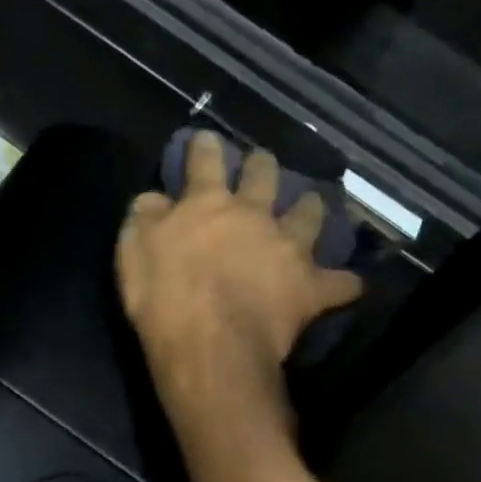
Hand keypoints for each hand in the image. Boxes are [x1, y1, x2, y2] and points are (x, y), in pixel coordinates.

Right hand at [116, 132, 362, 404]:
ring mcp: (288, 249)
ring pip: (310, 216)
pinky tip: (347, 283)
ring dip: (311, 208)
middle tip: (262, 162)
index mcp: (208, 203)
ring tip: (311, 204)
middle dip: (262, 165)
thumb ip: (146, 214)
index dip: (205, 146)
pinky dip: (343, 282)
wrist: (211, 343)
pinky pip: (339, 283)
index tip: (206, 138)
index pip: (206, 161)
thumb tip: (156, 197)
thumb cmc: (163, 293)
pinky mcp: (310, 288)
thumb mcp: (134, 247)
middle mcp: (254, 215)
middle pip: (264, 177)